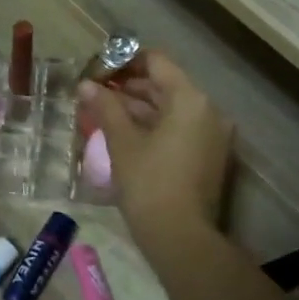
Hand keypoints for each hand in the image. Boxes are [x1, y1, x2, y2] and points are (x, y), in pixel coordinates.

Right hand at [80, 51, 232, 250]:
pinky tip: (125, 134)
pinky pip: (179, 128)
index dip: (125, 62)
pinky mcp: (209, 155)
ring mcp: (212, 134)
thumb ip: (105, 107)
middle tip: (96, 92)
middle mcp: (208, 110)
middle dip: (130, 86)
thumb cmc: (149, 183)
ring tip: (104, 112)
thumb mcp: (122, 142)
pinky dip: (154, 126)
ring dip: (140, 107)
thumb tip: (85, 85)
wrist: (181, 237)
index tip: (98, 71)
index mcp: (190, 99)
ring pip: (172, 108)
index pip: (157, 62)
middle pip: (166, 85)